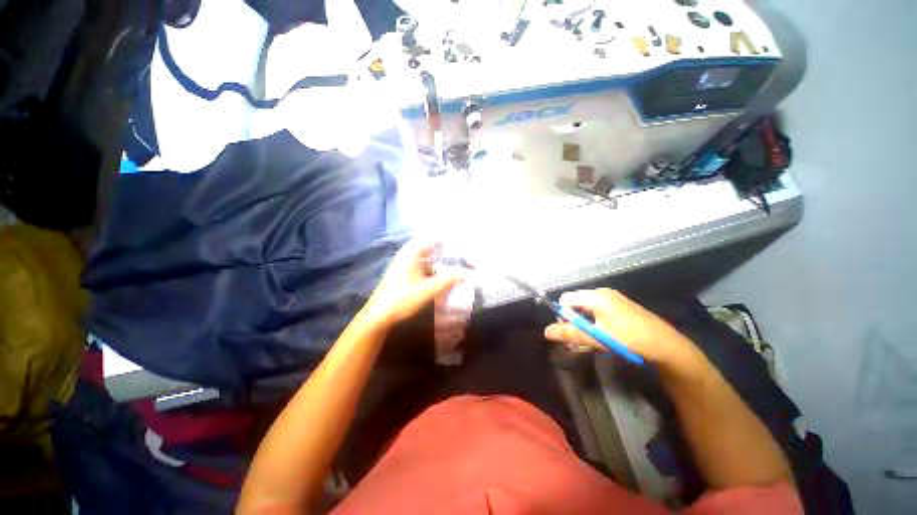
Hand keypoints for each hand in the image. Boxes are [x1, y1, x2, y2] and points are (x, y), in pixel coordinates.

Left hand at [359, 239, 464, 329]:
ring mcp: (405, 263)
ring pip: (428, 256)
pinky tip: (443, 276)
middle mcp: (408, 253)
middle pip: (431, 246)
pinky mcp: (405, 273)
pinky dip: (434, 268)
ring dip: (441, 260)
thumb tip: (470, 273)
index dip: (448, 237)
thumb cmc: (402, 298)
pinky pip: (423, 265)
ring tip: (458, 264)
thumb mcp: (429, 289)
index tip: (463, 240)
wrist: (379, 315)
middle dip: (447, 249)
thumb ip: (450, 279)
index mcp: (411, 252)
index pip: (433, 235)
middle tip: (464, 253)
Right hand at [544, 288, 696, 363]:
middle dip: (573, 320)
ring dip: (584, 323)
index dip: (563, 315)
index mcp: (596, 296)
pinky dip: (594, 322)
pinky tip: (603, 336)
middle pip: (576, 302)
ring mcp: (612, 299)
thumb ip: (571, 333)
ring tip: (592, 340)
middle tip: (581, 339)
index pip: (566, 299)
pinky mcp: (620, 306)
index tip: (571, 332)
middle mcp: (602, 293)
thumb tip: (546, 331)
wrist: (667, 346)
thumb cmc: (630, 339)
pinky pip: (598, 310)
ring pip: (586, 308)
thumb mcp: (598, 338)